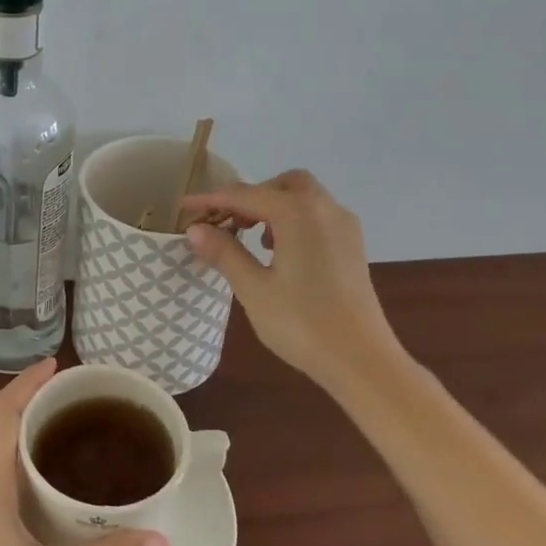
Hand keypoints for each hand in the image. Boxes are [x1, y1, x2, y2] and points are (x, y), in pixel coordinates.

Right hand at [181, 170, 404, 383]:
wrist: (362, 361)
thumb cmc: (302, 324)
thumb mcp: (253, 289)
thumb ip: (224, 252)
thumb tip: (196, 229)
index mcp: (297, 213)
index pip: (244, 195)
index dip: (211, 200)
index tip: (184, 208)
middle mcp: (324, 209)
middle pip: (281, 185)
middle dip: (250, 197)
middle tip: (226, 223)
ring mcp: (344, 226)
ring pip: (303, 198)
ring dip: (273, 207)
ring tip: (251, 239)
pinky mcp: (353, 246)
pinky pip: (317, 216)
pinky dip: (293, 220)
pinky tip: (280, 252)